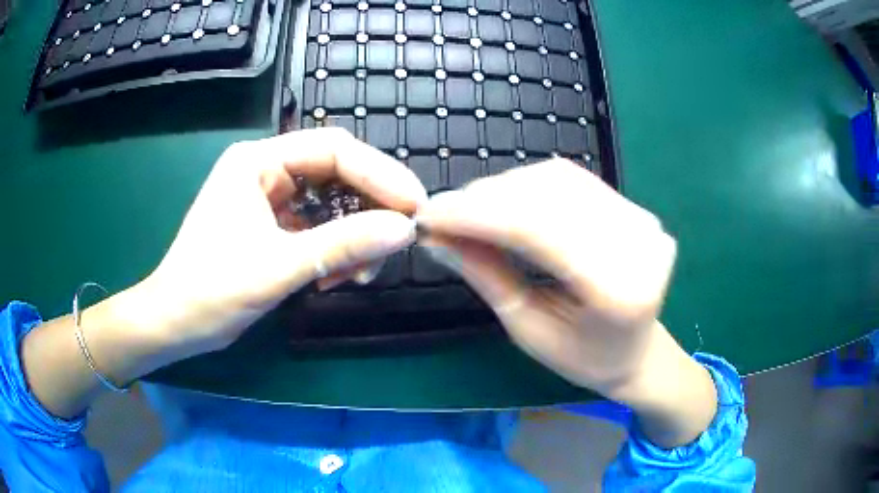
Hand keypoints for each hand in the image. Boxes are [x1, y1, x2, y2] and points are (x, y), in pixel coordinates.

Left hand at [142, 128, 426, 355]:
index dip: (380, 174)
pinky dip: (335, 252)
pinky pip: (319, 229)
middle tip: (396, 241)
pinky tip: (335, 278)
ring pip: (332, 205)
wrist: (176, 324)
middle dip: (369, 209)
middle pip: (336, 174)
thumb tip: (405, 230)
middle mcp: (266, 171)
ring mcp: (270, 200)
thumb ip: (342, 245)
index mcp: (257, 161)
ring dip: (353, 238)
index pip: (333, 150)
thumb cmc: (211, 291)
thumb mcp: (277, 267)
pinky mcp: (273, 227)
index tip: (415, 206)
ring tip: (357, 273)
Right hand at [416, 160, 715, 446]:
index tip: (429, 216)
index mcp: (617, 290)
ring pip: (557, 179)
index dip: (476, 216)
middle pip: (547, 197)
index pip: (537, 230)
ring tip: (468, 208)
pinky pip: (572, 179)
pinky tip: (504, 199)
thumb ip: (486, 277)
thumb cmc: (583, 358)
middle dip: (484, 199)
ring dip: (503, 187)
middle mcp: (638, 243)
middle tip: (442, 213)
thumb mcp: (528, 330)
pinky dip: (529, 183)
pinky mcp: (634, 208)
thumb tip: (436, 238)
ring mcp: (641, 219)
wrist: (637, 350)